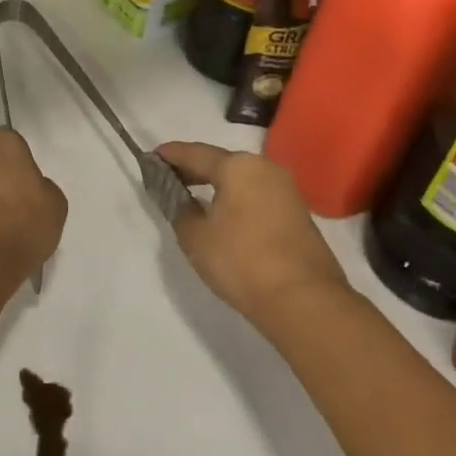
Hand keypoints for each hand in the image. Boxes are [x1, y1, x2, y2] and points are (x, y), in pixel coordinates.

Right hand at [158, 141, 351, 334]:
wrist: (304, 302)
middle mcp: (264, 169)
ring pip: (241, 180)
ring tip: (193, 197)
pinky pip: (256, 196)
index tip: (150, 158)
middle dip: (193, 169)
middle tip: (168, 179)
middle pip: (220, 162)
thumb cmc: (242, 261)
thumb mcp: (194, 236)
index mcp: (237, 166)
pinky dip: (235, 199)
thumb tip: (182, 199)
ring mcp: (286, 191)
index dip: (170, 155)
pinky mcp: (297, 215)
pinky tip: (223, 215)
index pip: (194, 153)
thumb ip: (180, 209)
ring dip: (216, 185)